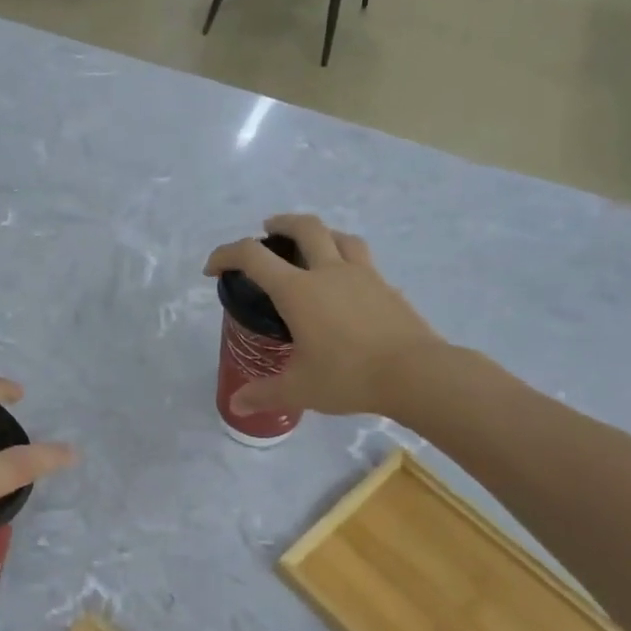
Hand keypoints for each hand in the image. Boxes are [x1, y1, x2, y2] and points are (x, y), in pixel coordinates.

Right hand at [204, 214, 442, 416]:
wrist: (416, 374)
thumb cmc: (348, 376)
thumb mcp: (299, 389)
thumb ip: (264, 393)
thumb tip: (237, 405)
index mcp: (298, 291)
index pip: (253, 257)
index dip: (226, 255)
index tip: (213, 269)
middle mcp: (329, 272)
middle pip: (304, 227)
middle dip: (280, 224)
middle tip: (267, 231)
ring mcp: (363, 275)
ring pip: (339, 236)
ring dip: (319, 233)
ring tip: (311, 246)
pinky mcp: (387, 288)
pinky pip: (363, 260)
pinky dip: (346, 259)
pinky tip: (346, 282)